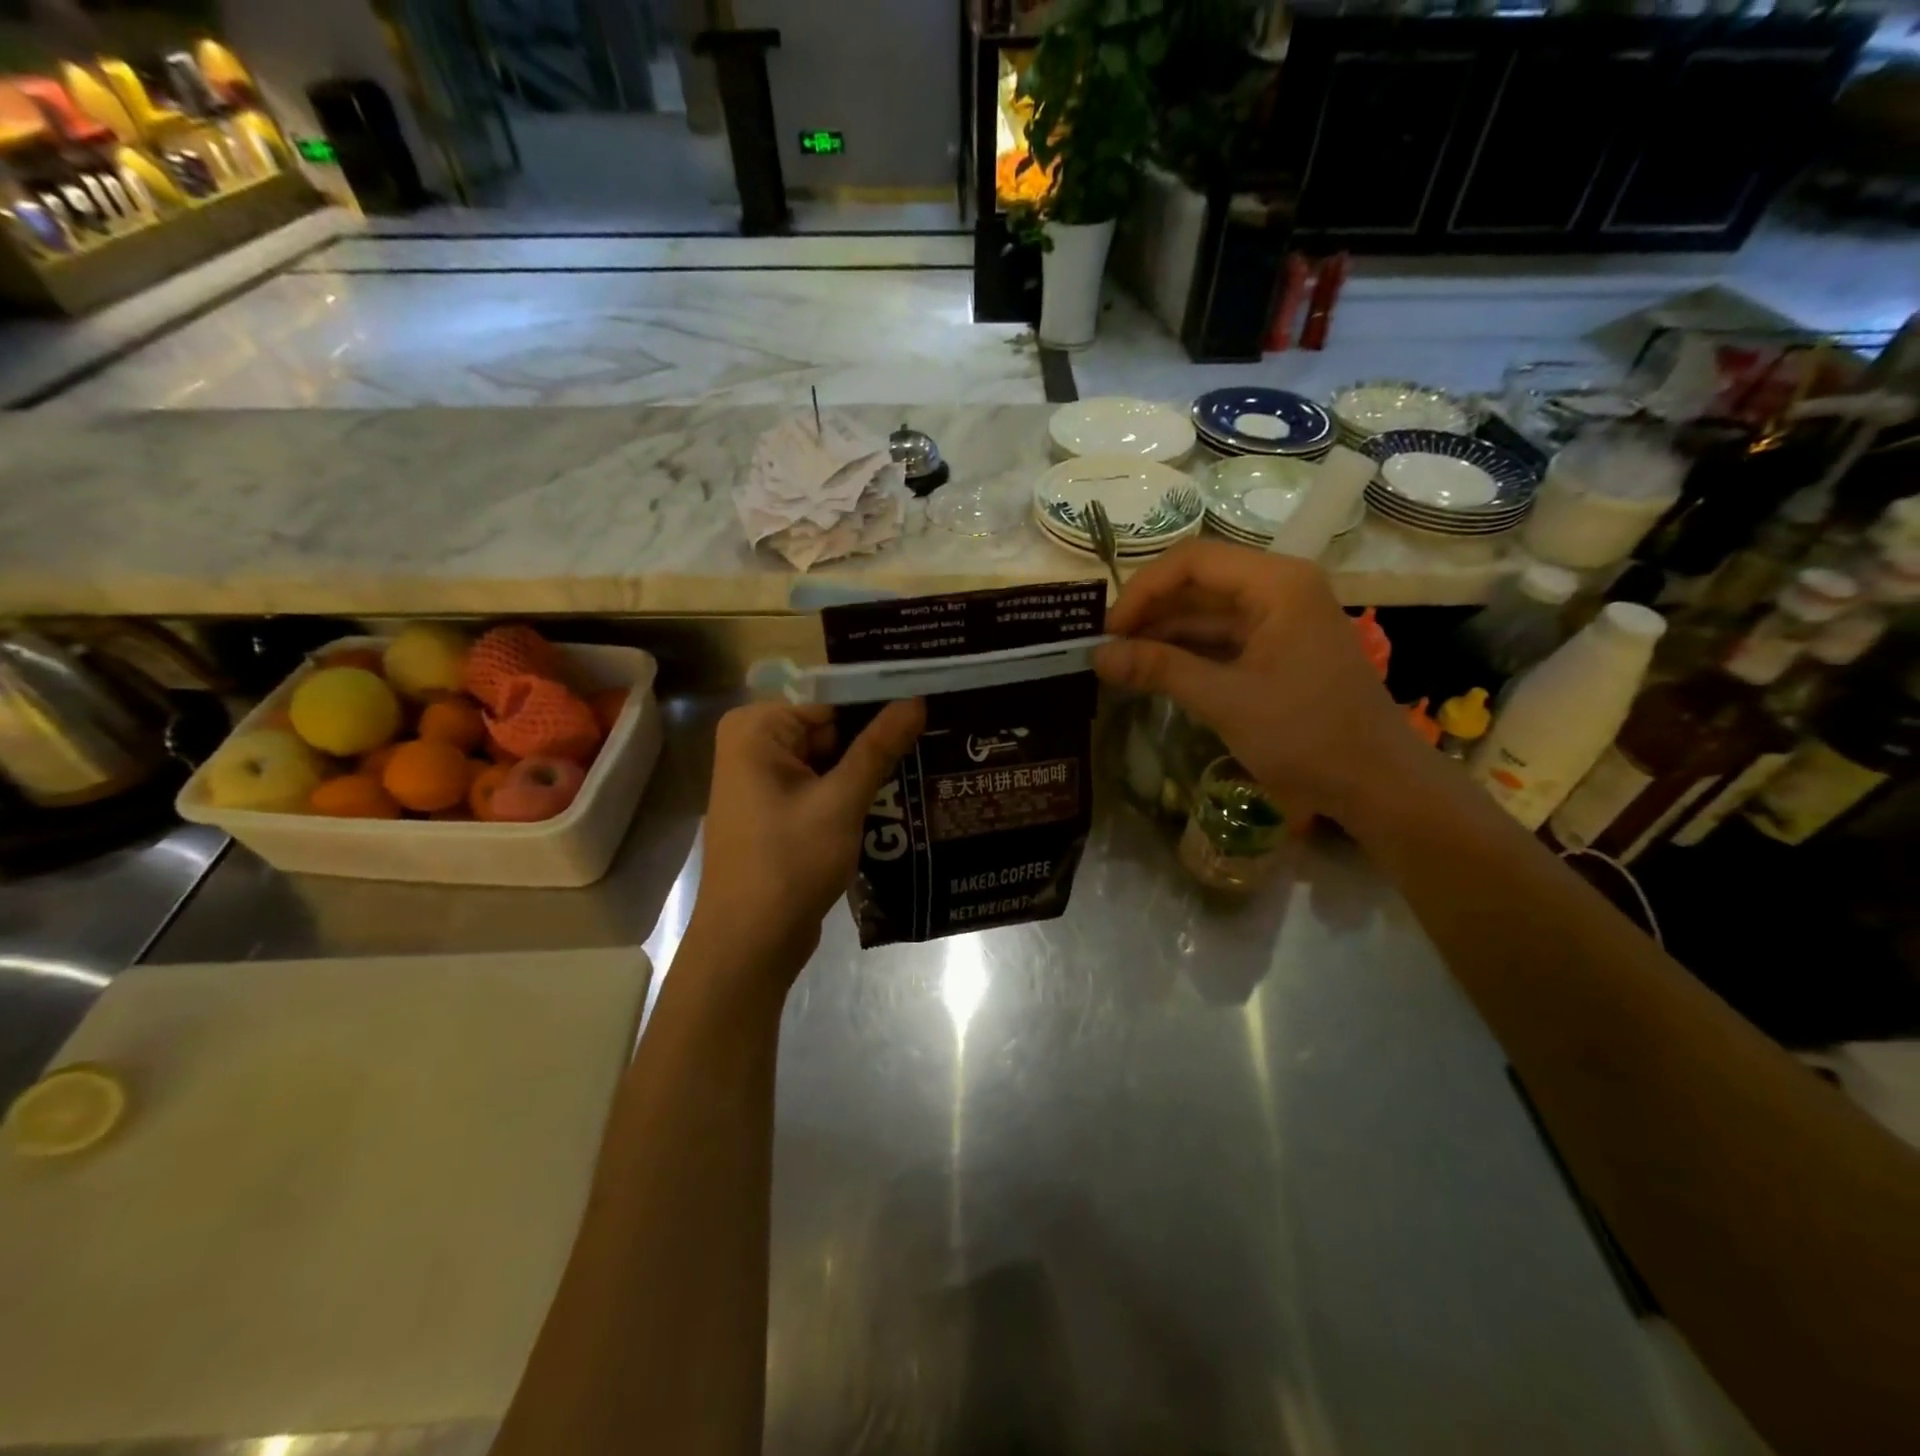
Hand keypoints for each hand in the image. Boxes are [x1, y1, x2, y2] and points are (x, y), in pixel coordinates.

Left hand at [692, 698, 925, 977]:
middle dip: (877, 743)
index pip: (832, 703)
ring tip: (930, 767)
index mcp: (756, 729)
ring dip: (870, 773)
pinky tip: (901, 799)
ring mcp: (765, 782)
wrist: (749, 945)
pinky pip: (823, 789)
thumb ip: (878, 747)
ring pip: (832, 762)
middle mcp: (754, 746)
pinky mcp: (779, 812)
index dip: (880, 708)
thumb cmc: (787, 864)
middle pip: (831, 731)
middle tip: (938, 742)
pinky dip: (854, 796)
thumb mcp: (840, 802)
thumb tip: (916, 700)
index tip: (930, 709)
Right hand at [1093, 541, 1425, 826]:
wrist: (1376, 784)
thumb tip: (1097, 656)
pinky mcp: (1278, 651)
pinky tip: (1152, 673)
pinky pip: (1222, 640)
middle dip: (1149, 612)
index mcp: (1276, 584)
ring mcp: (1280, 621)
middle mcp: (1279, 589)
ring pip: (1207, 614)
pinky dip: (1186, 654)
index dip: (1143, 590)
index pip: (1193, 561)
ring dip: (1163, 635)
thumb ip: (1159, 670)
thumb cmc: (1306, 735)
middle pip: (1199, 583)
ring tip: (1118, 663)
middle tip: (1105, 648)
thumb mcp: (1225, 700)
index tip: (1109, 630)